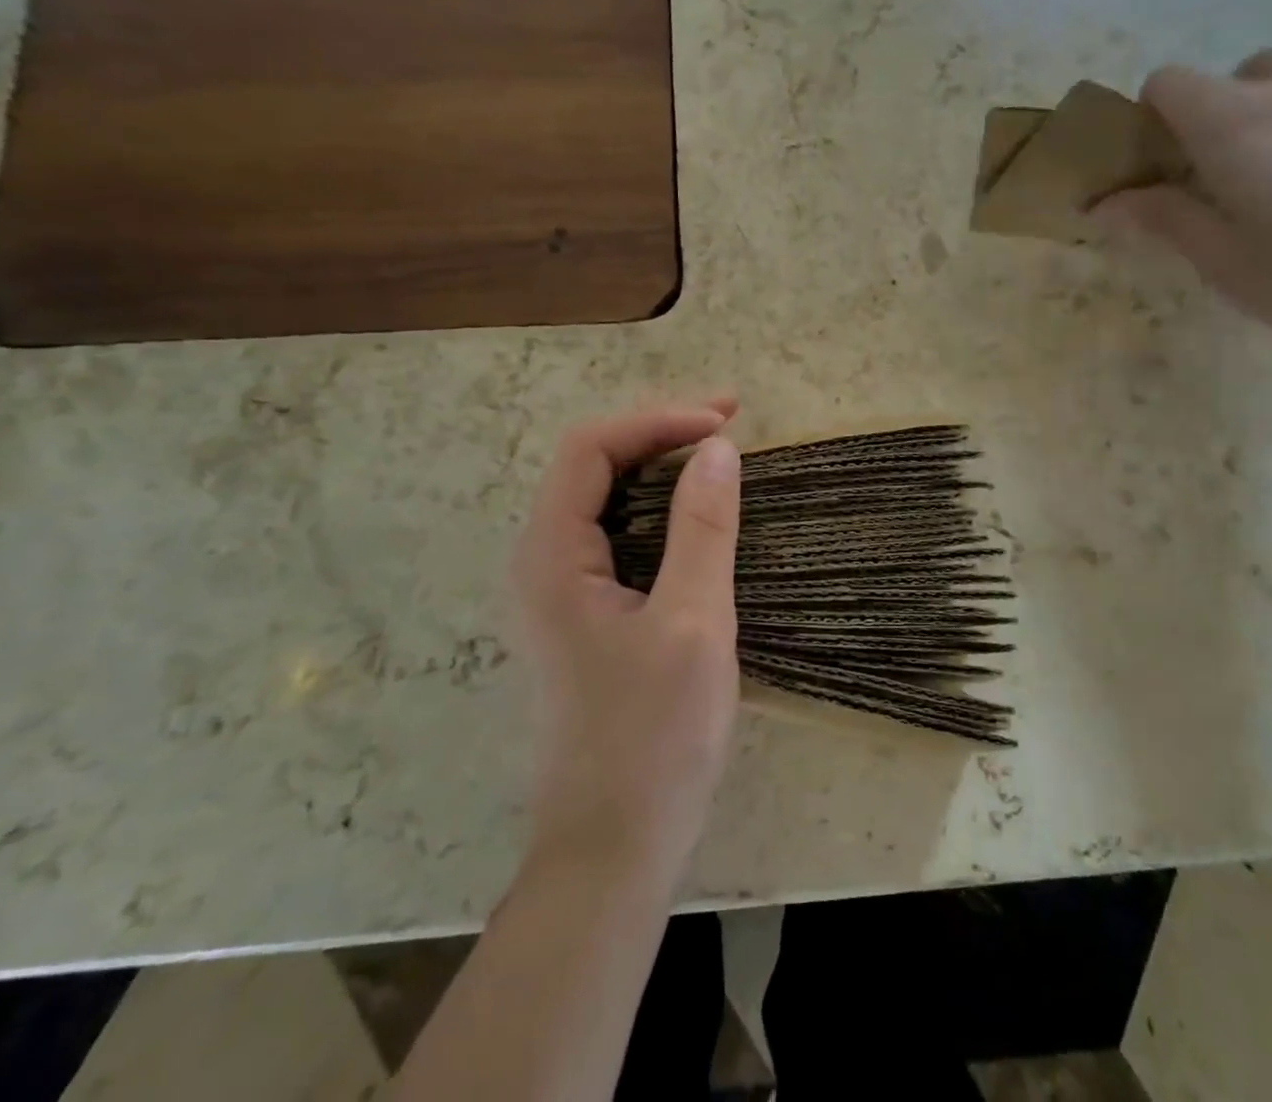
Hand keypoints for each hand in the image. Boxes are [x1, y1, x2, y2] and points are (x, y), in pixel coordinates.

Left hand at [511, 400, 742, 892]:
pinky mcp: (583, 615)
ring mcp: (559, 590)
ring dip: (660, 467)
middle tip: (730, 423)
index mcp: (551, 555)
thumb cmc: (653, 739)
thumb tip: (719, 448)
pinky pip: (617, 534)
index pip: (591, 448)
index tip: (726, 422)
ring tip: (719, 454)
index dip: (658, 421)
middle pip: (592, 465)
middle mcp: (541, 561)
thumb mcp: (692, 624)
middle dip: (660, 432)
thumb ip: (703, 529)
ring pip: (605, 498)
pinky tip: (697, 515)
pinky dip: (659, 508)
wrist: (613, 850)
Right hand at [1095, 49, 1271, 349]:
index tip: (1149, 173)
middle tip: (1207, 187)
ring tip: (1269, 167)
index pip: (1166, 83)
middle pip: (1225, 78)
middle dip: (1202, 121)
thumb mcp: (1224, 262)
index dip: (1146, 121)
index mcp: (1229, 124)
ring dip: (1262, 108)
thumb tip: (1104, 204)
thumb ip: (1163, 222)